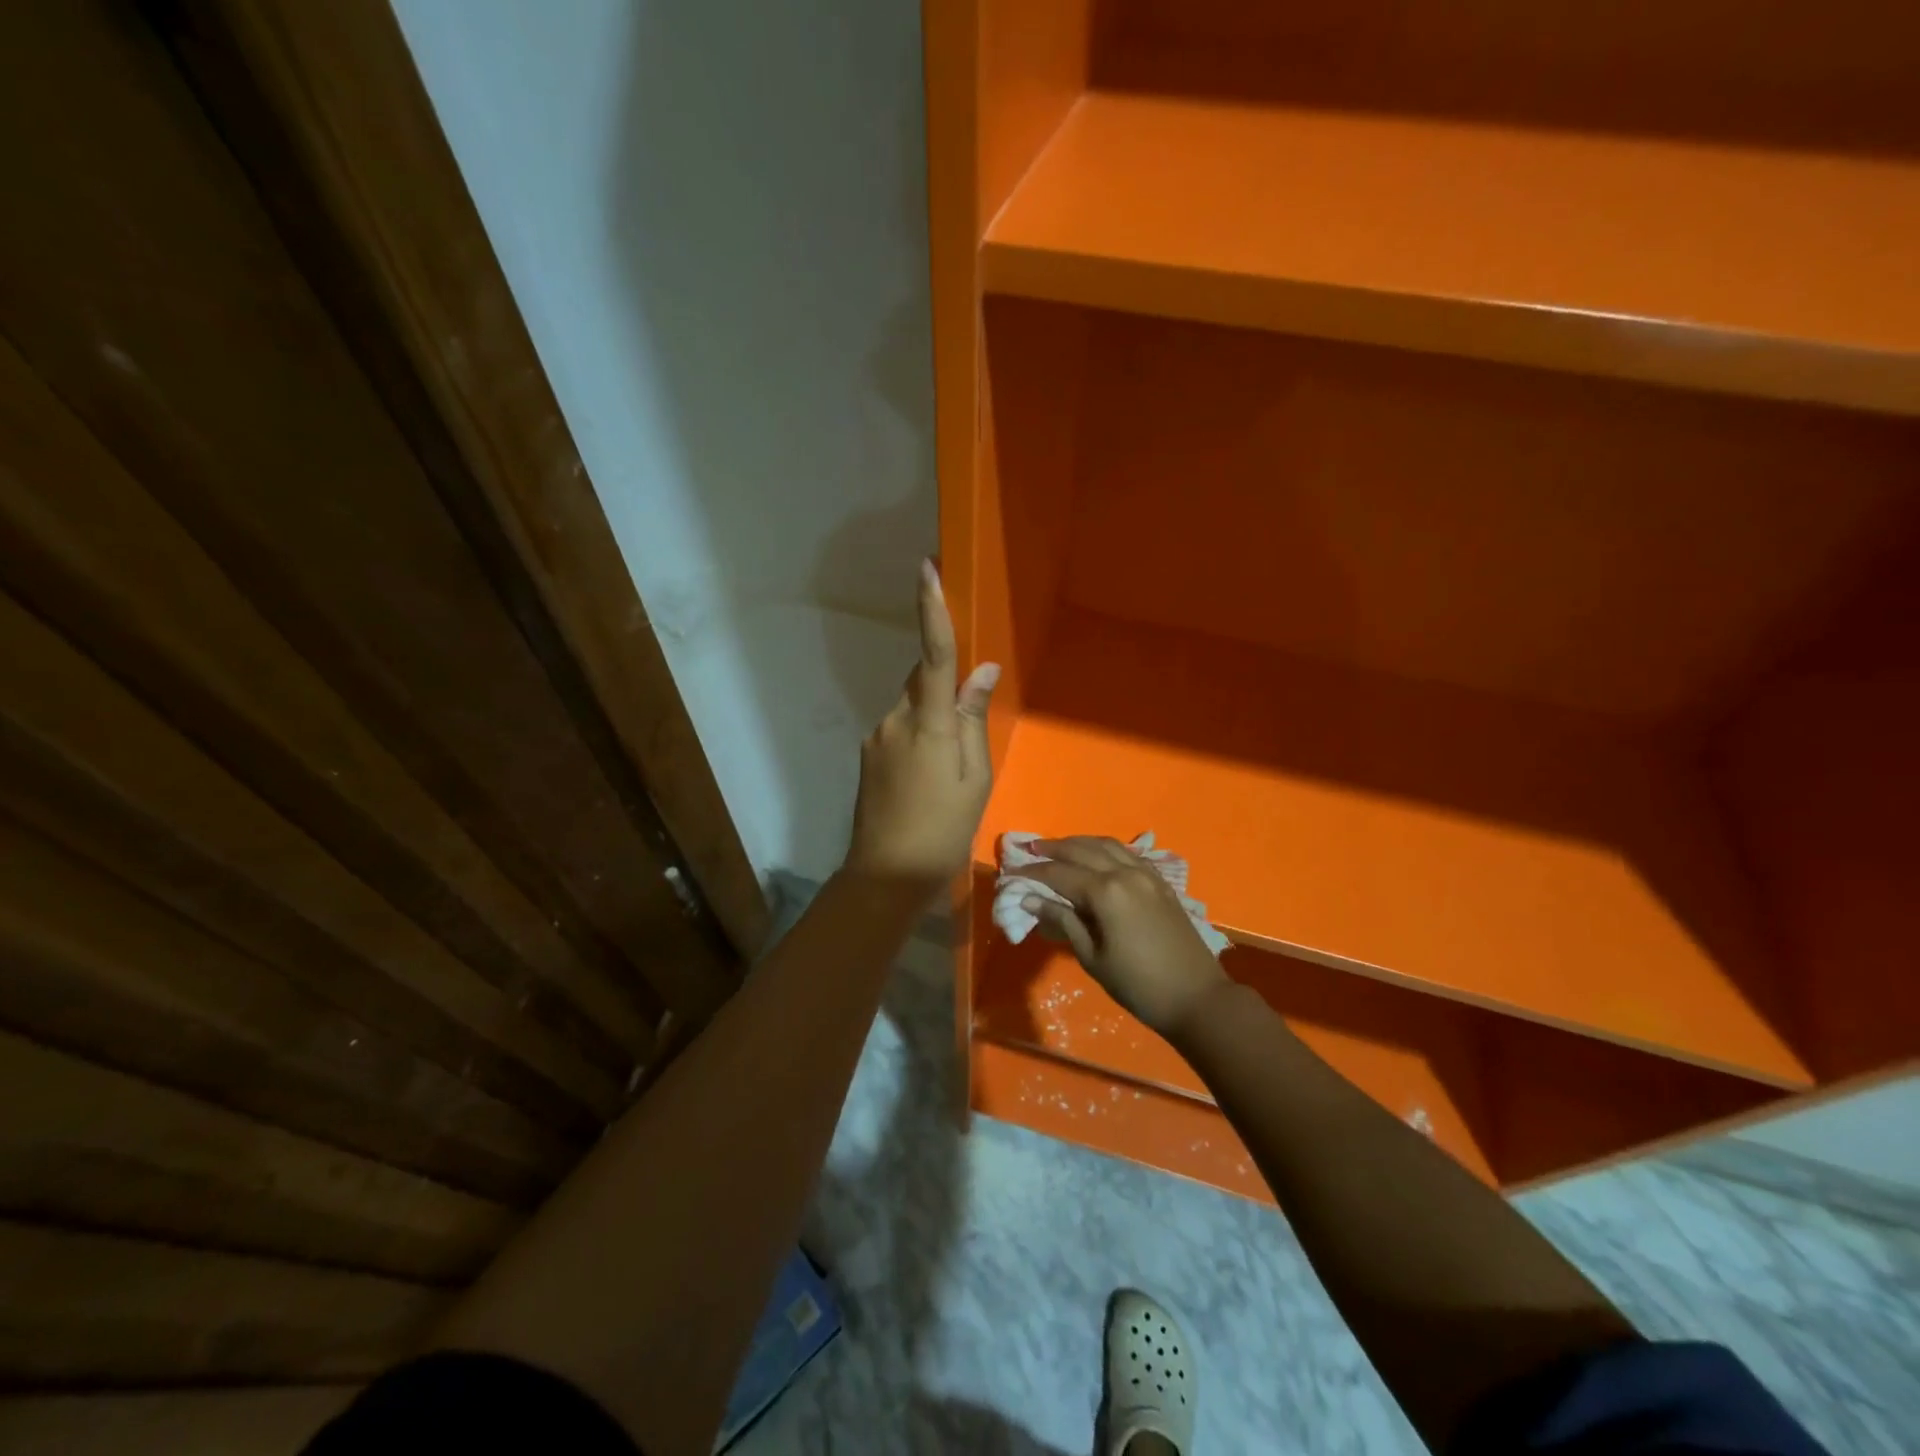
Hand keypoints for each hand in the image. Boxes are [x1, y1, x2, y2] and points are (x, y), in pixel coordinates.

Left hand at [844, 560, 999, 889]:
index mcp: (929, 724)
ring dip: (932, 719)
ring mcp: (875, 737)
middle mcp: (895, 720)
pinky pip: (899, 728)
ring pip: (911, 707)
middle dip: (945, 688)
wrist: (885, 876)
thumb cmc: (943, 830)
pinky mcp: (867, 754)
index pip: (934, 656)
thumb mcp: (975, 778)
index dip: (931, 610)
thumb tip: (982, 671)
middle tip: (966, 736)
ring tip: (947, 771)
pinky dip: (918, 737)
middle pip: (923, 682)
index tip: (926, 569)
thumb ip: (973, 720)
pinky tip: (926, 779)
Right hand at [1019, 837, 1230, 1039]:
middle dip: (1053, 848)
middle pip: (1082, 849)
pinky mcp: (1161, 882)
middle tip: (1029, 848)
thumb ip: (1063, 921)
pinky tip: (1096, 856)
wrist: (1197, 998)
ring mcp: (1147, 874)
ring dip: (1079, 843)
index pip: (1059, 873)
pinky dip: (1105, 849)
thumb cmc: (1138, 986)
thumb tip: (1031, 899)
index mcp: (1106, 892)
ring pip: (1106, 845)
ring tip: (1058, 847)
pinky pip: (1127, 854)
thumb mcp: (1092, 957)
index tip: (1011, 872)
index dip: (1033, 872)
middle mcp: (1125, 873)